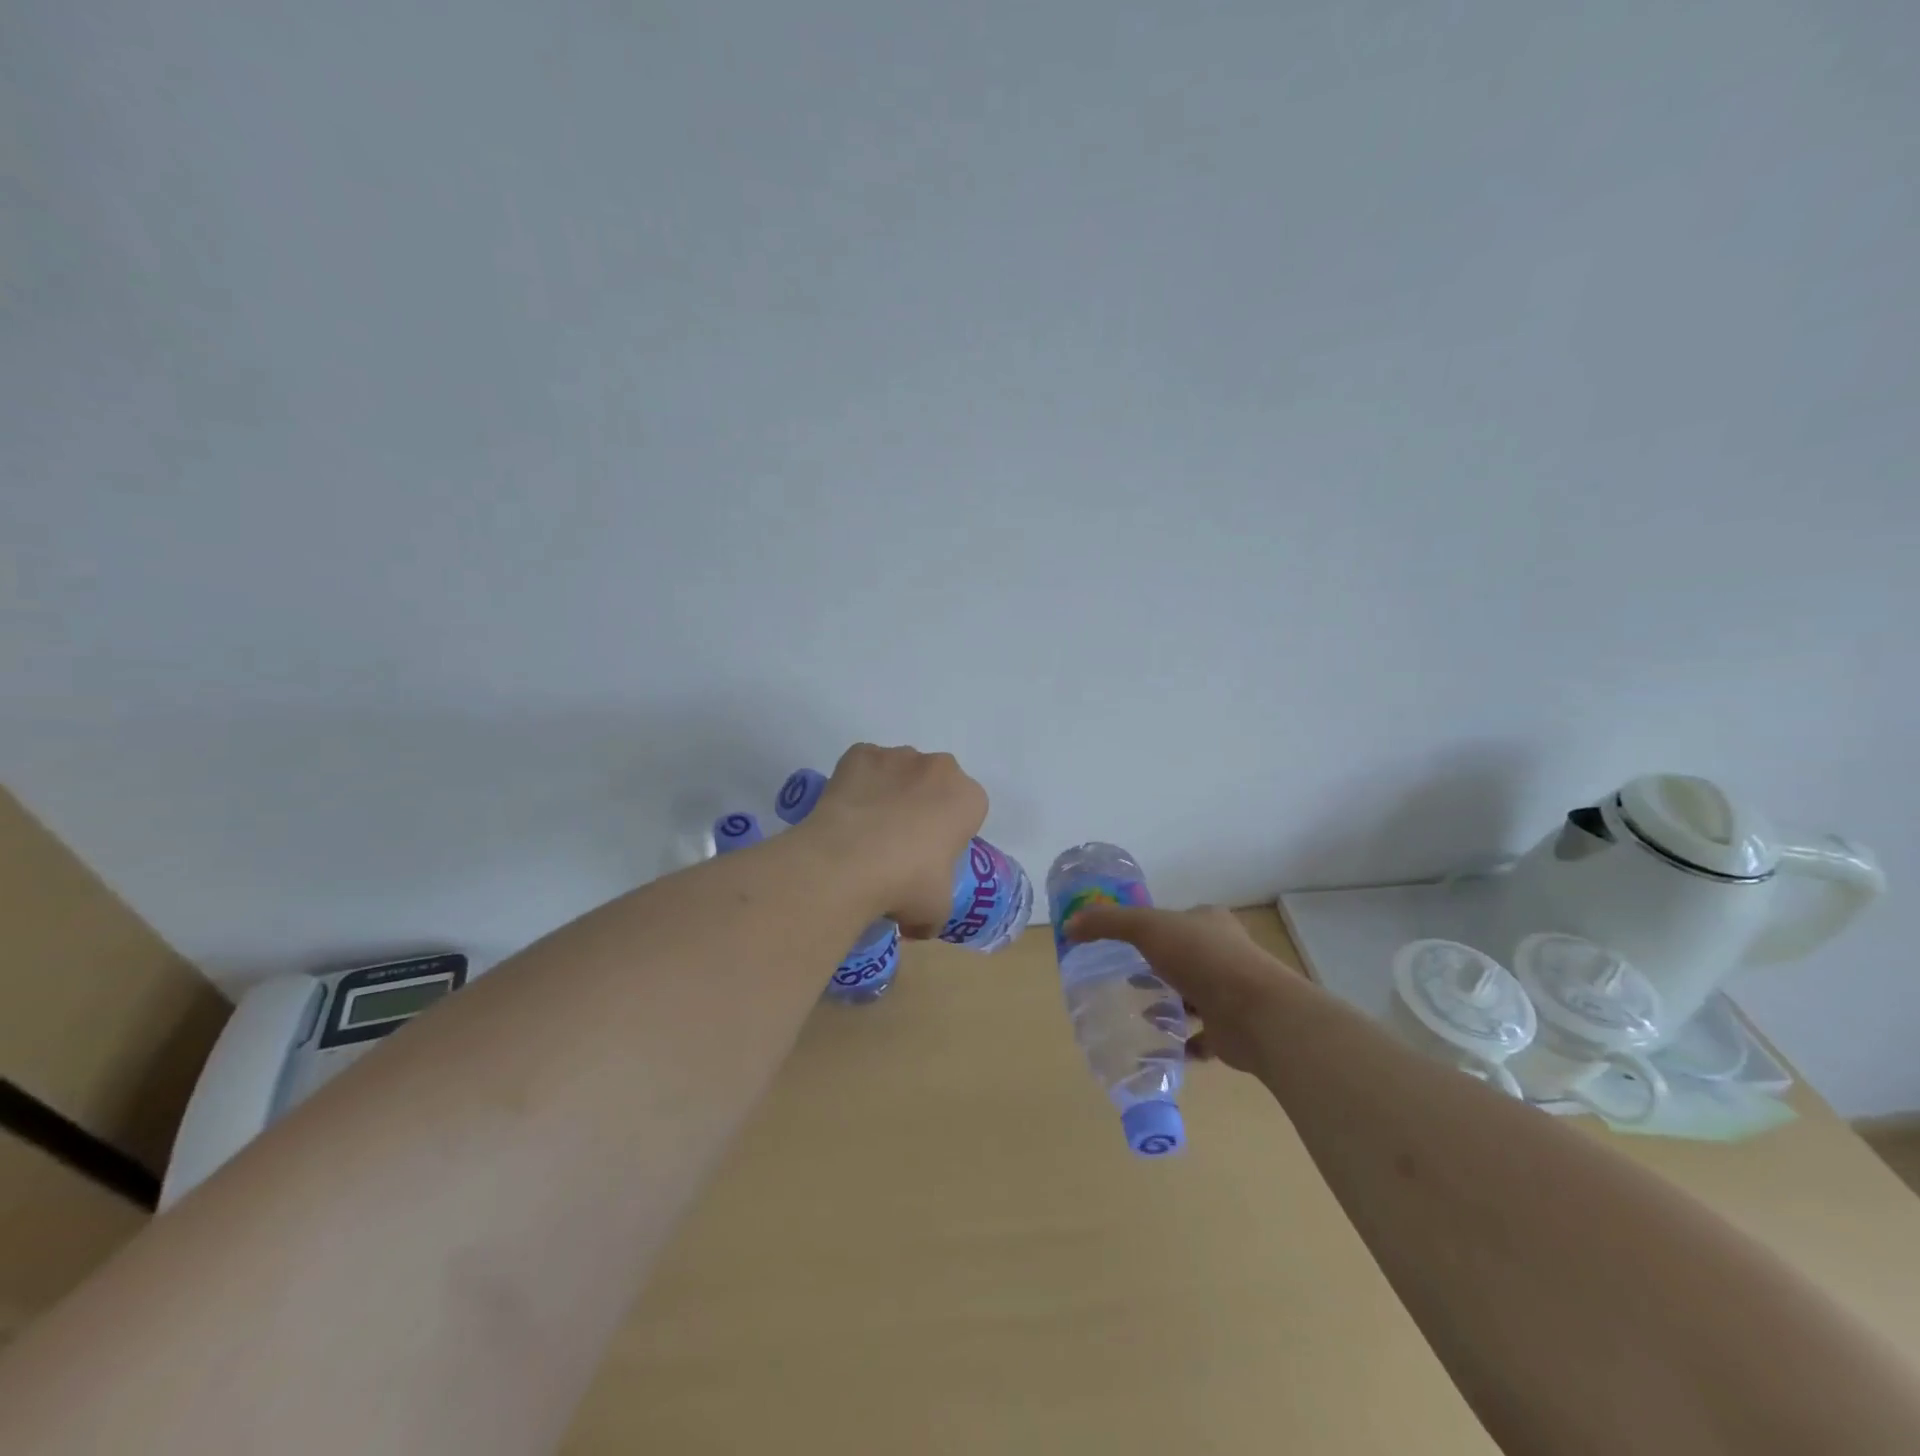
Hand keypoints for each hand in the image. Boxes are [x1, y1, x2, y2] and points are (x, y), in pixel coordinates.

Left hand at [803, 744, 987, 935]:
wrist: (847, 862)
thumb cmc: (906, 884)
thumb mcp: (936, 910)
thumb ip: (934, 912)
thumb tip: (915, 926)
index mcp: (968, 798)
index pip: (968, 811)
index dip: (951, 834)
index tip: (931, 857)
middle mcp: (939, 767)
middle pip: (936, 784)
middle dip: (923, 806)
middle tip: (900, 844)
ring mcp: (897, 756)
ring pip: (900, 772)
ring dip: (891, 793)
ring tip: (866, 831)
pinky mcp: (859, 754)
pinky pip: (864, 767)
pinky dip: (858, 784)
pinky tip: (846, 814)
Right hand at [1064, 904, 1302, 1072]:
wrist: (1257, 1014)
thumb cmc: (1202, 959)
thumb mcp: (1147, 928)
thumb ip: (1108, 923)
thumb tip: (1069, 925)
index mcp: (1209, 923)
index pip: (1176, 920)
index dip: (1150, 929)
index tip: (1124, 945)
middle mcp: (1224, 955)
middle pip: (1184, 958)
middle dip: (1157, 969)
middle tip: (1126, 981)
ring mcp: (1231, 994)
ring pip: (1193, 997)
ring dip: (1169, 1005)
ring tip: (1137, 1013)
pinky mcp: (1232, 1032)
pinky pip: (1201, 1038)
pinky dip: (1181, 1043)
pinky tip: (1158, 1047)